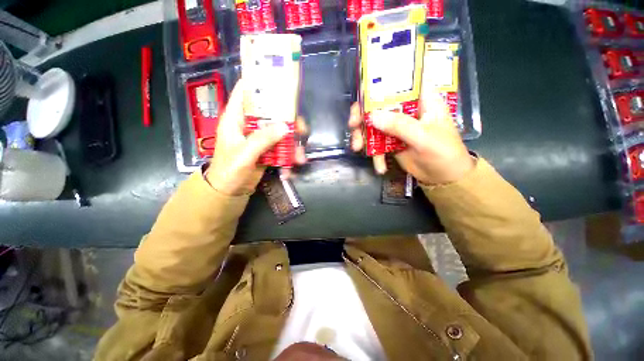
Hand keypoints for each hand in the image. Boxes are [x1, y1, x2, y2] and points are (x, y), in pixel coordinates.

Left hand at [206, 79, 306, 195]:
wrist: (230, 192)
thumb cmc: (229, 170)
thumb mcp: (243, 154)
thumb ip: (262, 139)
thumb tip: (285, 126)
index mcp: (236, 117)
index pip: (246, 91)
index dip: (261, 82)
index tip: (280, 81)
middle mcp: (250, 124)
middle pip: (272, 112)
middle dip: (289, 120)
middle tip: (301, 130)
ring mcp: (261, 137)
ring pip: (281, 131)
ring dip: (293, 144)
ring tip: (300, 159)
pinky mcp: (268, 150)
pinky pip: (282, 147)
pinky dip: (289, 157)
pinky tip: (289, 170)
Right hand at [348, 90, 473, 184]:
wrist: (443, 177)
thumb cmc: (443, 153)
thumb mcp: (424, 137)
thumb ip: (399, 125)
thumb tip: (371, 116)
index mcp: (421, 99)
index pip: (399, 81)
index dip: (379, 83)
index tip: (362, 93)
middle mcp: (406, 109)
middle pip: (379, 104)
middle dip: (363, 114)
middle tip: (353, 125)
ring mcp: (397, 126)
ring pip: (373, 124)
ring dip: (363, 135)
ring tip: (357, 148)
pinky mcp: (391, 141)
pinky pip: (376, 142)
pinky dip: (373, 153)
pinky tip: (379, 166)